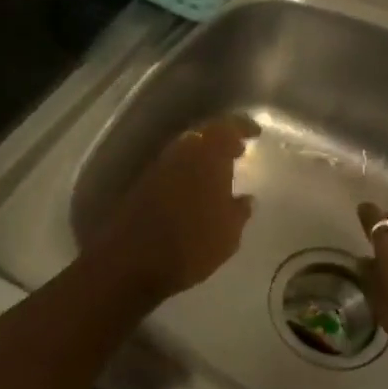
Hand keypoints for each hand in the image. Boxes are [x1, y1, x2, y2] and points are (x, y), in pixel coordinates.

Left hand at [91, 115, 258, 303]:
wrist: (132, 261)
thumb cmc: (192, 245)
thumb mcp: (228, 234)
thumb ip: (239, 211)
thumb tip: (246, 199)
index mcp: (208, 156)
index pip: (228, 127)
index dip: (243, 127)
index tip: (256, 133)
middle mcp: (182, 152)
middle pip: (204, 134)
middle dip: (222, 140)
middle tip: (238, 151)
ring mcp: (159, 167)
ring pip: (186, 150)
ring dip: (203, 156)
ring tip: (220, 172)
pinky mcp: (143, 184)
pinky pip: (173, 168)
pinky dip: (187, 171)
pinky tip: (196, 189)